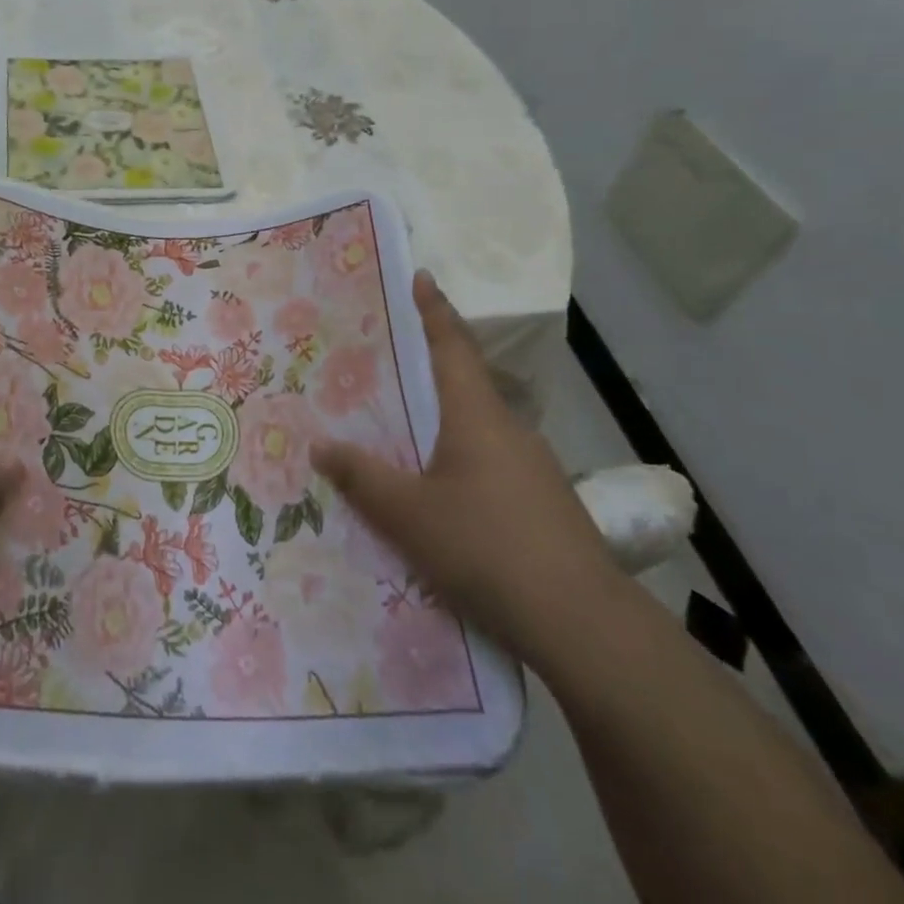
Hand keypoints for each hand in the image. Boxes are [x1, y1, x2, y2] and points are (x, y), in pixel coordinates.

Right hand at [313, 270, 621, 667]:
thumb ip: (361, 477)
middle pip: (466, 384)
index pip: (453, 346)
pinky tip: (442, 495)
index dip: (434, 310)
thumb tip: (319, 444)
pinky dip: (462, 461)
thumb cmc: (486, 548)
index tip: (422, 276)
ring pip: (479, 429)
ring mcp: (534, 469)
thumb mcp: (408, 514)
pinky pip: (492, 464)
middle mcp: (509, 430)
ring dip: (445, 421)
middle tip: (388, 362)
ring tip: (404, 431)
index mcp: (477, 416)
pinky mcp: (545, 505)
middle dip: (431, 368)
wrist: (584, 626)